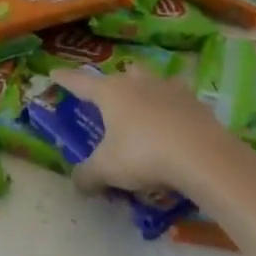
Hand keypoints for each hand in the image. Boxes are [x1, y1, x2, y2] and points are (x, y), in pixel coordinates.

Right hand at [54, 65, 242, 196]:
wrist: (201, 154)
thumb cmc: (144, 154)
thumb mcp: (108, 169)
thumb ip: (88, 175)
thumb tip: (77, 183)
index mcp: (110, 92)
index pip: (80, 82)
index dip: (65, 79)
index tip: (54, 72)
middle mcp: (137, 82)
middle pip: (122, 74)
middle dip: (114, 83)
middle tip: (110, 99)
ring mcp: (168, 88)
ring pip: (151, 81)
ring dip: (146, 91)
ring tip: (145, 109)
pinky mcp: (194, 101)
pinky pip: (177, 99)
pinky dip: (173, 109)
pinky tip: (174, 125)